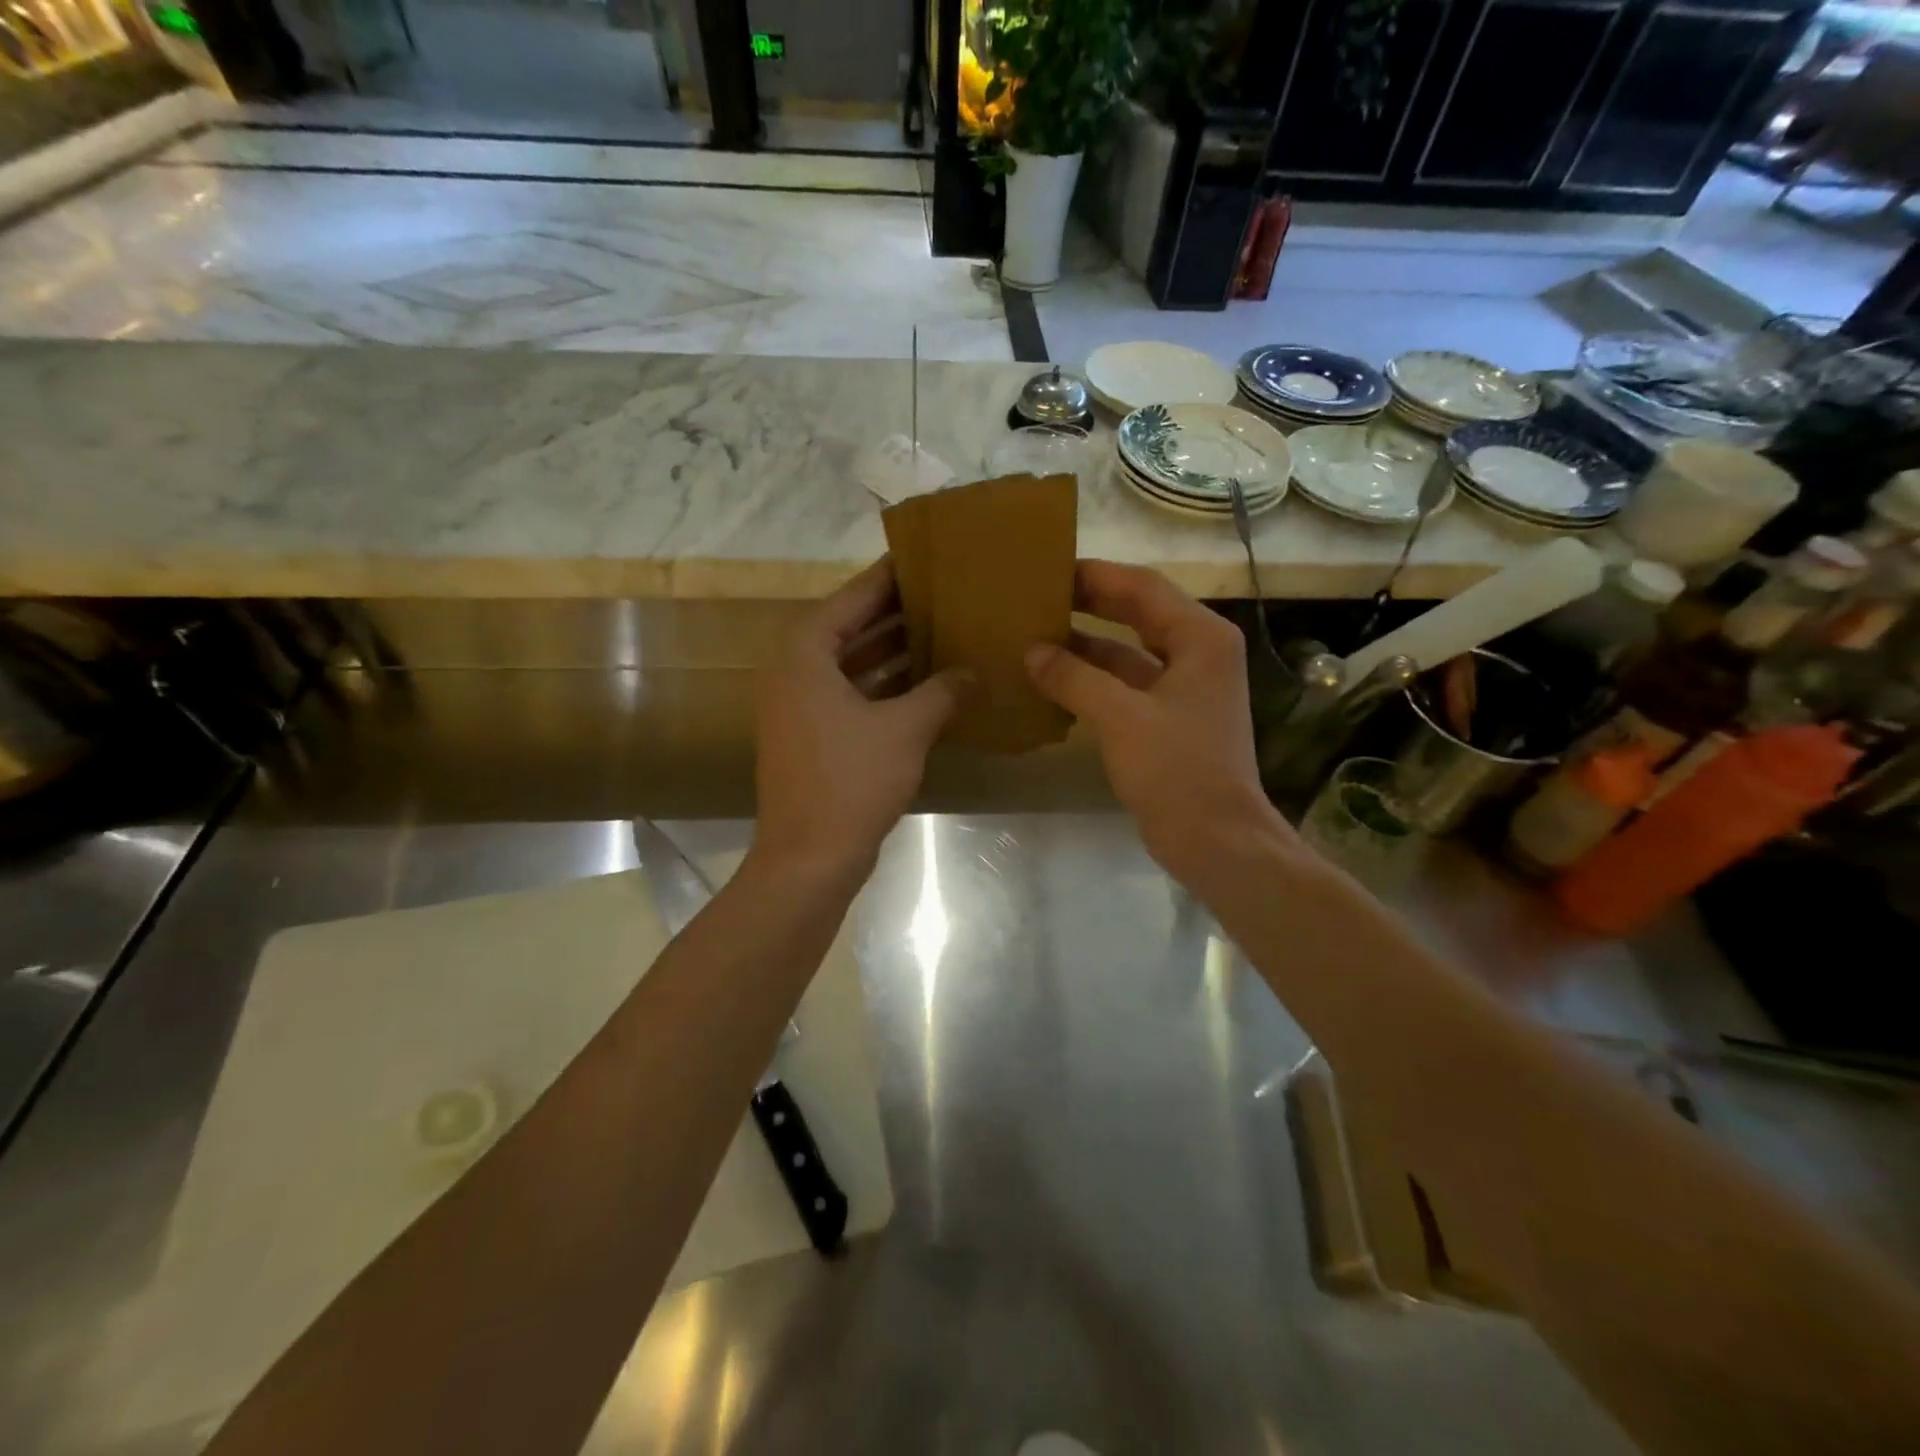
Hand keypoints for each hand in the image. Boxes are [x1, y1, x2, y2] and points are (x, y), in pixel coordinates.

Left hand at [753, 559, 966, 880]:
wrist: (809, 859)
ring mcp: (800, 707)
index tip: (927, 557)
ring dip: (893, 652)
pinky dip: (884, 687)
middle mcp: (794, 672)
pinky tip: (927, 685)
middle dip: (896, 614)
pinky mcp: (812, 737)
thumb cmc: (851, 781)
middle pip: (850, 628)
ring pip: (852, 664)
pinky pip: (852, 695)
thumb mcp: (906, 729)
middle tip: (945, 594)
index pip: (853, 598)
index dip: (890, 578)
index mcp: (806, 655)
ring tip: (944, 631)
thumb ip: (942, 692)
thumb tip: (973, 671)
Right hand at [1025, 560, 1291, 881]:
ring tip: (1035, 635)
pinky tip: (1053, 681)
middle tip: (1038, 596)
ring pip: (1127, 652)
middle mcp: (1198, 654)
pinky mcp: (1168, 719)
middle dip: (1088, 604)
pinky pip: (1125, 686)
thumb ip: (1074, 678)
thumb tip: (1032, 651)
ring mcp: (1184, 688)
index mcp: (1201, 639)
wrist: (1217, 841)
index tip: (1048, 570)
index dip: (1095, 575)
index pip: (1142, 587)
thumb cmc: (1177, 771)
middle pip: (1137, 613)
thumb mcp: (1121, 718)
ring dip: (1086, 645)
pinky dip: (1093, 681)